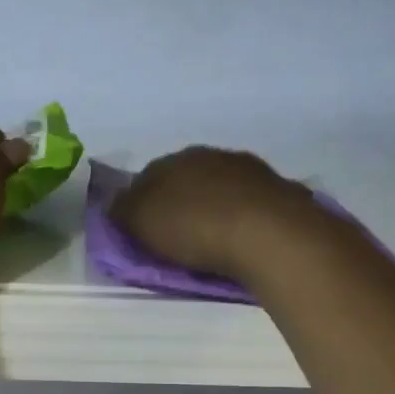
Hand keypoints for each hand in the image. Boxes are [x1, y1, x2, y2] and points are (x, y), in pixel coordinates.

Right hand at [108, 146, 322, 284]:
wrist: (268, 233)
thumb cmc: (195, 227)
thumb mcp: (142, 222)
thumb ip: (123, 210)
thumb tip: (115, 203)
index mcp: (174, 159)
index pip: (148, 176)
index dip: (143, 202)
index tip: (144, 230)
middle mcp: (211, 155)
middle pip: (186, 178)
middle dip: (181, 202)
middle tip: (178, 236)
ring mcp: (249, 170)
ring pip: (221, 187)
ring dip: (215, 206)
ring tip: (214, 238)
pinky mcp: (279, 189)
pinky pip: (252, 202)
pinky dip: (244, 215)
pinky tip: (245, 235)